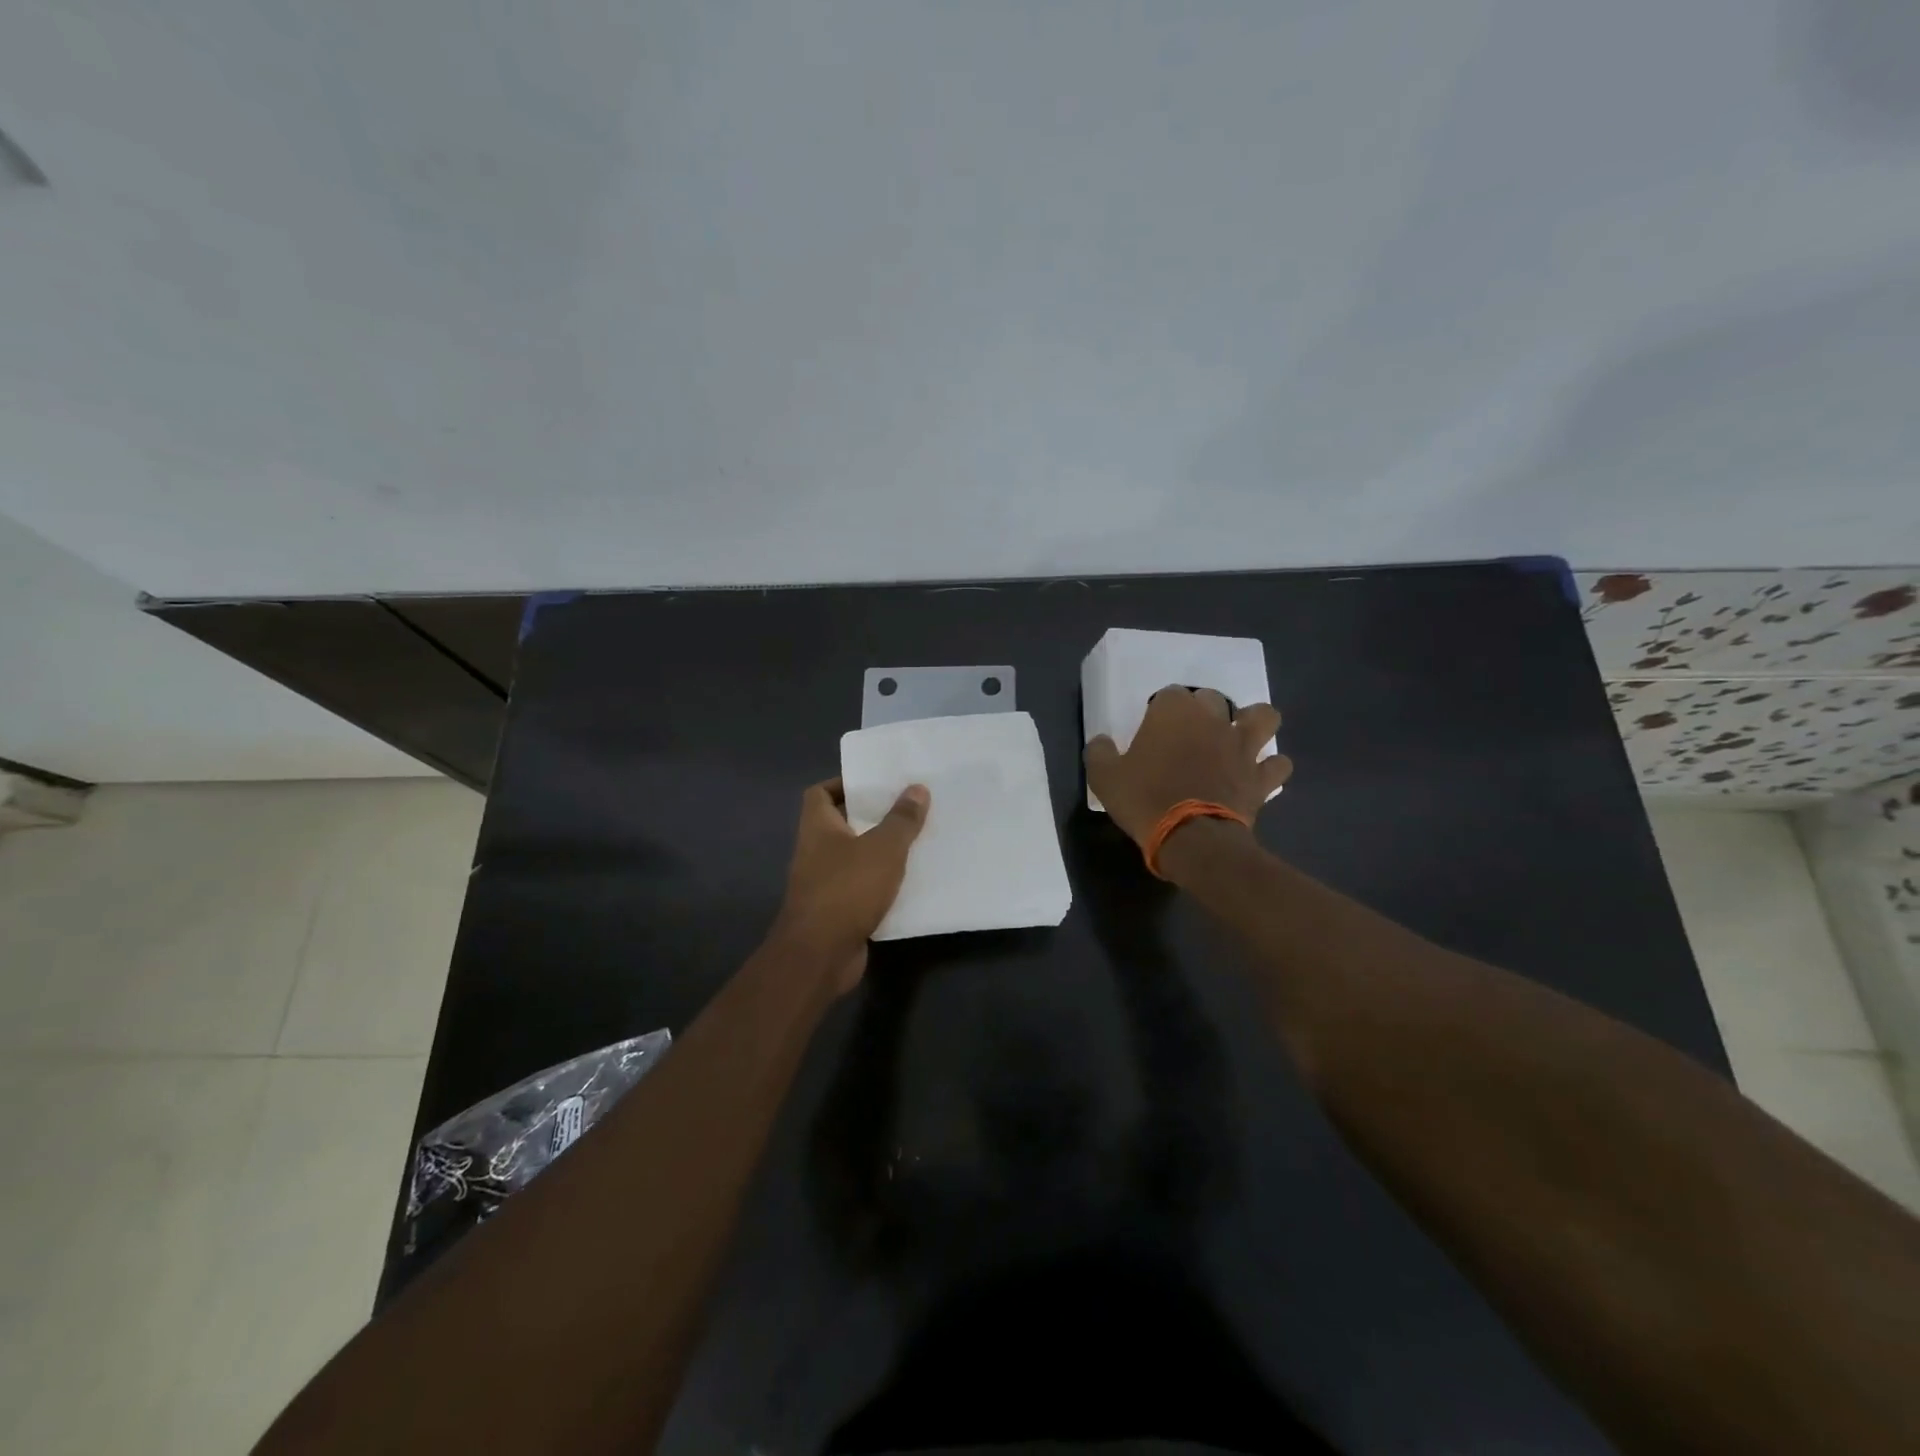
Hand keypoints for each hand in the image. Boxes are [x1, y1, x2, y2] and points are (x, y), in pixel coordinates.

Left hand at [774, 778, 929, 991]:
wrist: (820, 954)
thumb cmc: (847, 889)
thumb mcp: (883, 848)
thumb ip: (901, 819)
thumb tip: (917, 788)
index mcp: (818, 827)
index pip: (821, 792)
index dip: (844, 784)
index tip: (876, 783)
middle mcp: (815, 851)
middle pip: (842, 824)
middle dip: (873, 817)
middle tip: (908, 809)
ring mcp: (823, 883)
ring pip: (855, 858)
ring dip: (881, 852)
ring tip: (916, 842)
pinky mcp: (837, 911)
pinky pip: (862, 888)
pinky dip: (882, 884)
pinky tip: (910, 882)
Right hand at [1085, 687, 1292, 848]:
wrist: (1191, 837)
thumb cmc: (1144, 799)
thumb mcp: (1104, 777)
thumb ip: (1099, 753)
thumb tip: (1100, 741)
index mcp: (1173, 712)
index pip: (1168, 694)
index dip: (1160, 711)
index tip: (1152, 730)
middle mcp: (1212, 720)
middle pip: (1213, 698)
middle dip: (1203, 710)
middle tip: (1189, 733)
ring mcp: (1241, 746)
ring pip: (1262, 717)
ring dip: (1253, 723)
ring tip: (1239, 737)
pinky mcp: (1260, 776)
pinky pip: (1278, 764)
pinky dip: (1270, 767)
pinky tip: (1257, 775)